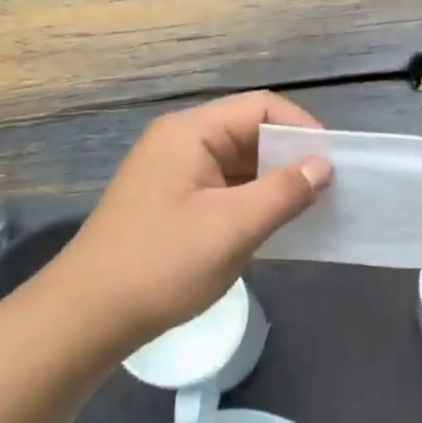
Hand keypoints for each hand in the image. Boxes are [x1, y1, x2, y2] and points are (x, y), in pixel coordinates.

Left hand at [50, 92, 331, 345]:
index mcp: (191, 133)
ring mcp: (175, 173)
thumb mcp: (232, 227)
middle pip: (251, 131)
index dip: (302, 129)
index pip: (261, 107)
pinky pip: (226, 187)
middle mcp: (181, 142)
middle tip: (327, 192)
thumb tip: (323, 166)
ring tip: (308, 210)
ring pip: (240, 162)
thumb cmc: (162, 264)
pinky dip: (254, 200)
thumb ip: (283, 192)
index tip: (332, 166)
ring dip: (275, 182)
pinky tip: (275, 225)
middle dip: (291, 157)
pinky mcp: (174, 202)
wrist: (89, 315)